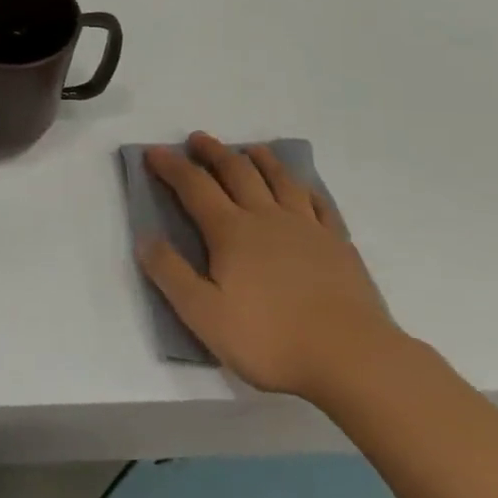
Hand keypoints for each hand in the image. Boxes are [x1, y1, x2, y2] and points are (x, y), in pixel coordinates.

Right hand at [139, 134, 403, 401]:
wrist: (352, 358)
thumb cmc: (270, 339)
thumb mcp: (203, 314)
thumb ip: (170, 273)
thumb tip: (145, 238)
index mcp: (231, 232)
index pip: (194, 187)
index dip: (171, 167)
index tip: (153, 152)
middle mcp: (267, 218)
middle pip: (237, 173)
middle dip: (213, 153)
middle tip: (198, 139)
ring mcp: (307, 228)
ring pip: (280, 180)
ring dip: (260, 160)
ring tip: (250, 149)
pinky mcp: (338, 244)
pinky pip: (319, 203)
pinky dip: (305, 187)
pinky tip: (303, 187)